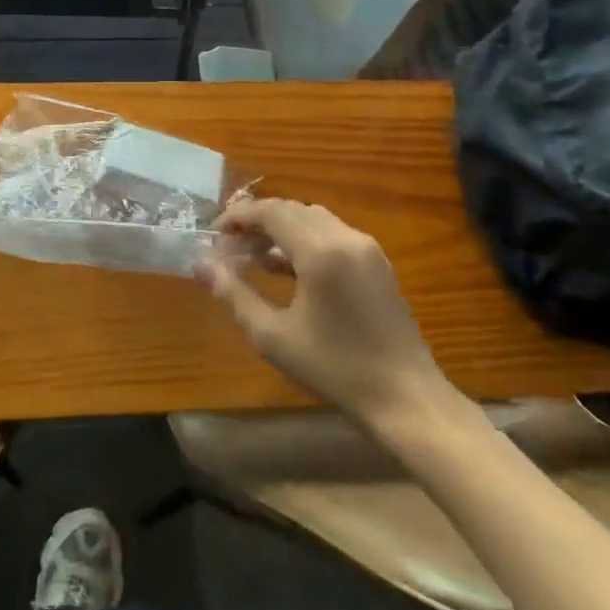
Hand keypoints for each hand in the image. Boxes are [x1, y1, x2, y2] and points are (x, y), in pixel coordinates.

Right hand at [197, 199, 456, 428]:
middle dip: (257, 221)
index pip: (271, 211)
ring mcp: (366, 248)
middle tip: (230, 246)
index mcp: (321, 251)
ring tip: (255, 257)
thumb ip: (234, 294)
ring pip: (313, 219)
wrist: (407, 399)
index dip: (238, 216)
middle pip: (291, 209)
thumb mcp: (274, 337)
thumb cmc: (335, 369)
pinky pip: (333, 233)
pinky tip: (290, 269)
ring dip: (281, 228)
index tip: (214, 234)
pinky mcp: (377, 263)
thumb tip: (203, 265)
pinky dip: (305, 239)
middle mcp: (345, 237)